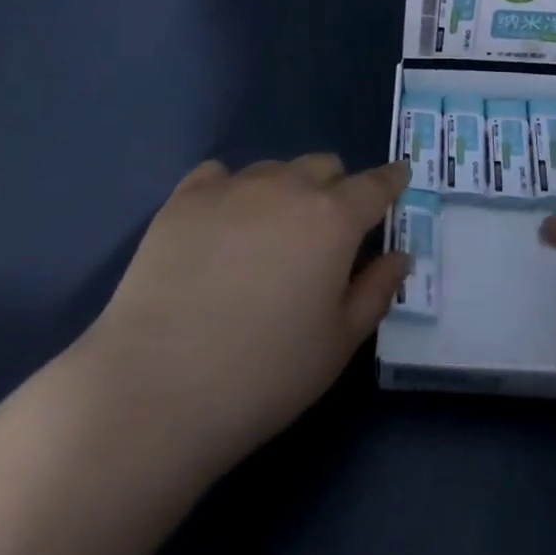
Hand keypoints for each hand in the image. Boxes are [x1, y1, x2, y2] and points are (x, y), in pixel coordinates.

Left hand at [73, 154, 411, 477]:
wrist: (157, 388)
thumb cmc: (264, 375)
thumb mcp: (338, 344)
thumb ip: (376, 291)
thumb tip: (399, 255)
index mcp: (333, 218)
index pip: (375, 185)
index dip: (390, 180)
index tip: (398, 177)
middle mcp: (287, 187)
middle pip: (323, 166)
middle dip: (334, 189)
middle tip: (323, 233)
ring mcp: (232, 186)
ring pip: (274, 169)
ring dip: (284, 190)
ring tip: (266, 237)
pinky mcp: (184, 198)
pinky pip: (220, 175)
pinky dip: (231, 191)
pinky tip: (219, 226)